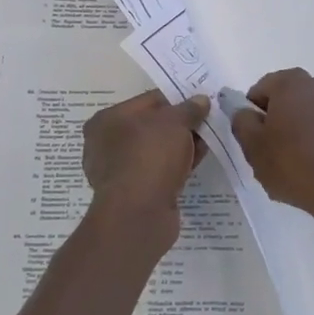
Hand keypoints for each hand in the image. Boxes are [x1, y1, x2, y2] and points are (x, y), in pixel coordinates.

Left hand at [82, 91, 209, 255]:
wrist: (139, 214)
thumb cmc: (150, 156)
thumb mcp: (175, 122)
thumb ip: (189, 108)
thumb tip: (201, 100)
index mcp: (107, 120)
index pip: (149, 100)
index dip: (177, 100)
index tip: (201, 103)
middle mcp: (106, 144)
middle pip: (152, 126)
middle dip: (181, 125)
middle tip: (207, 123)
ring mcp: (119, 171)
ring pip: (156, 150)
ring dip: (181, 146)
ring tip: (207, 142)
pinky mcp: (133, 193)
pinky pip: (158, 171)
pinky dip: (176, 166)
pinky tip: (196, 162)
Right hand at [229, 69, 313, 241]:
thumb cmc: (292, 163)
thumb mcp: (252, 145)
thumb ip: (241, 120)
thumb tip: (244, 111)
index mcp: (290, 81)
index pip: (257, 91)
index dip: (250, 116)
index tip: (253, 141)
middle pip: (280, 100)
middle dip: (271, 122)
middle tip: (267, 153)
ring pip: (299, 114)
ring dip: (290, 132)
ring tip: (287, 163)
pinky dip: (308, 140)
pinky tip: (306, 166)